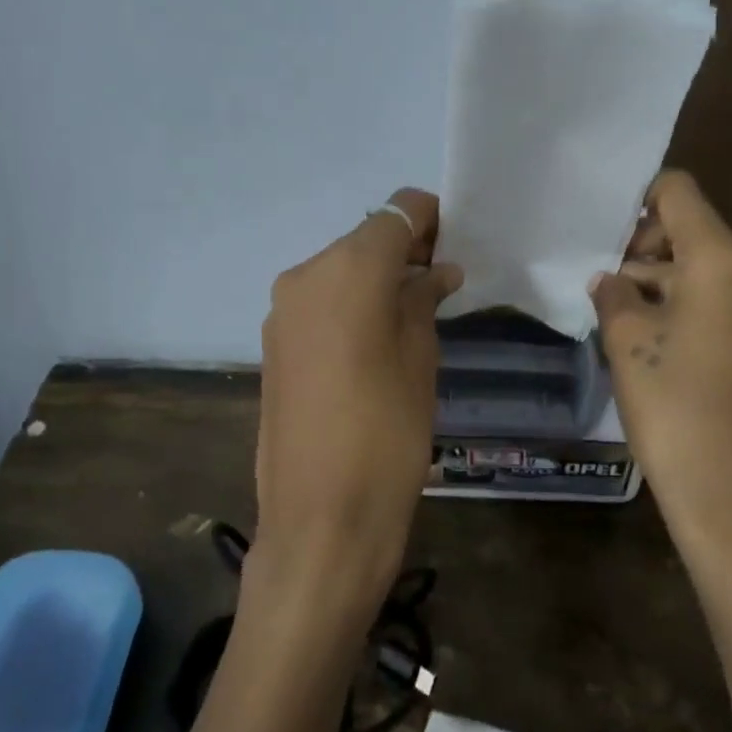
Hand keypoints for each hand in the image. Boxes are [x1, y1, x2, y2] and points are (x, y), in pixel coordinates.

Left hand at [254, 189, 461, 618]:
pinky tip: (379, 339)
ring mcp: (281, 312)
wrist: (322, 519)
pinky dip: (352, 306)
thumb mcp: (420, 359)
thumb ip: (423, 301)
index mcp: (346, 270)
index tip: (458, 241)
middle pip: (364, 241)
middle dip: (406, 251)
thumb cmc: (388, 434)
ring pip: (340, 272)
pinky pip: (321, 304)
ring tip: (416, 314)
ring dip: (378, 281)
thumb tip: (435, 271)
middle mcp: (304, 276)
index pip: (395, 213)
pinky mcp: (273, 345)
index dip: (430, 219)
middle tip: (445, 282)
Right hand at [590, 171, 731, 546]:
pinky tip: (651, 346)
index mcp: (721, 261)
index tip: (602, 231)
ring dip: (661, 285)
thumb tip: (610, 281)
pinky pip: (721, 309)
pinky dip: (685, 312)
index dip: (638, 199)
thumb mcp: (628, 343)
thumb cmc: (675, 407)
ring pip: (706, 275)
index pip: (679, 193)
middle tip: (601, 284)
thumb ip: (613, 297)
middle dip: (644, 250)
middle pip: (693, 234)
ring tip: (616, 318)